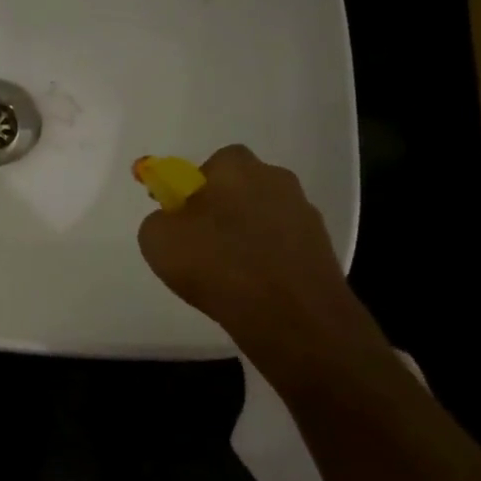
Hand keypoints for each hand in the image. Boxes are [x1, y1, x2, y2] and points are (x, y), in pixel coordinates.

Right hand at [137, 145, 380, 360]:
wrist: (289, 316)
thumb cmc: (216, 264)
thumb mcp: (157, 239)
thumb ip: (161, 219)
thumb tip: (173, 222)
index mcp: (236, 167)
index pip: (212, 165)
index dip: (195, 190)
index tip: (184, 220)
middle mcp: (276, 179)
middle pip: (243, 189)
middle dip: (225, 210)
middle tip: (205, 246)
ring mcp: (305, 214)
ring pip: (265, 218)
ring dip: (250, 237)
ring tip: (231, 275)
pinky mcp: (324, 249)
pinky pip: (284, 247)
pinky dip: (270, 261)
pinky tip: (256, 289)